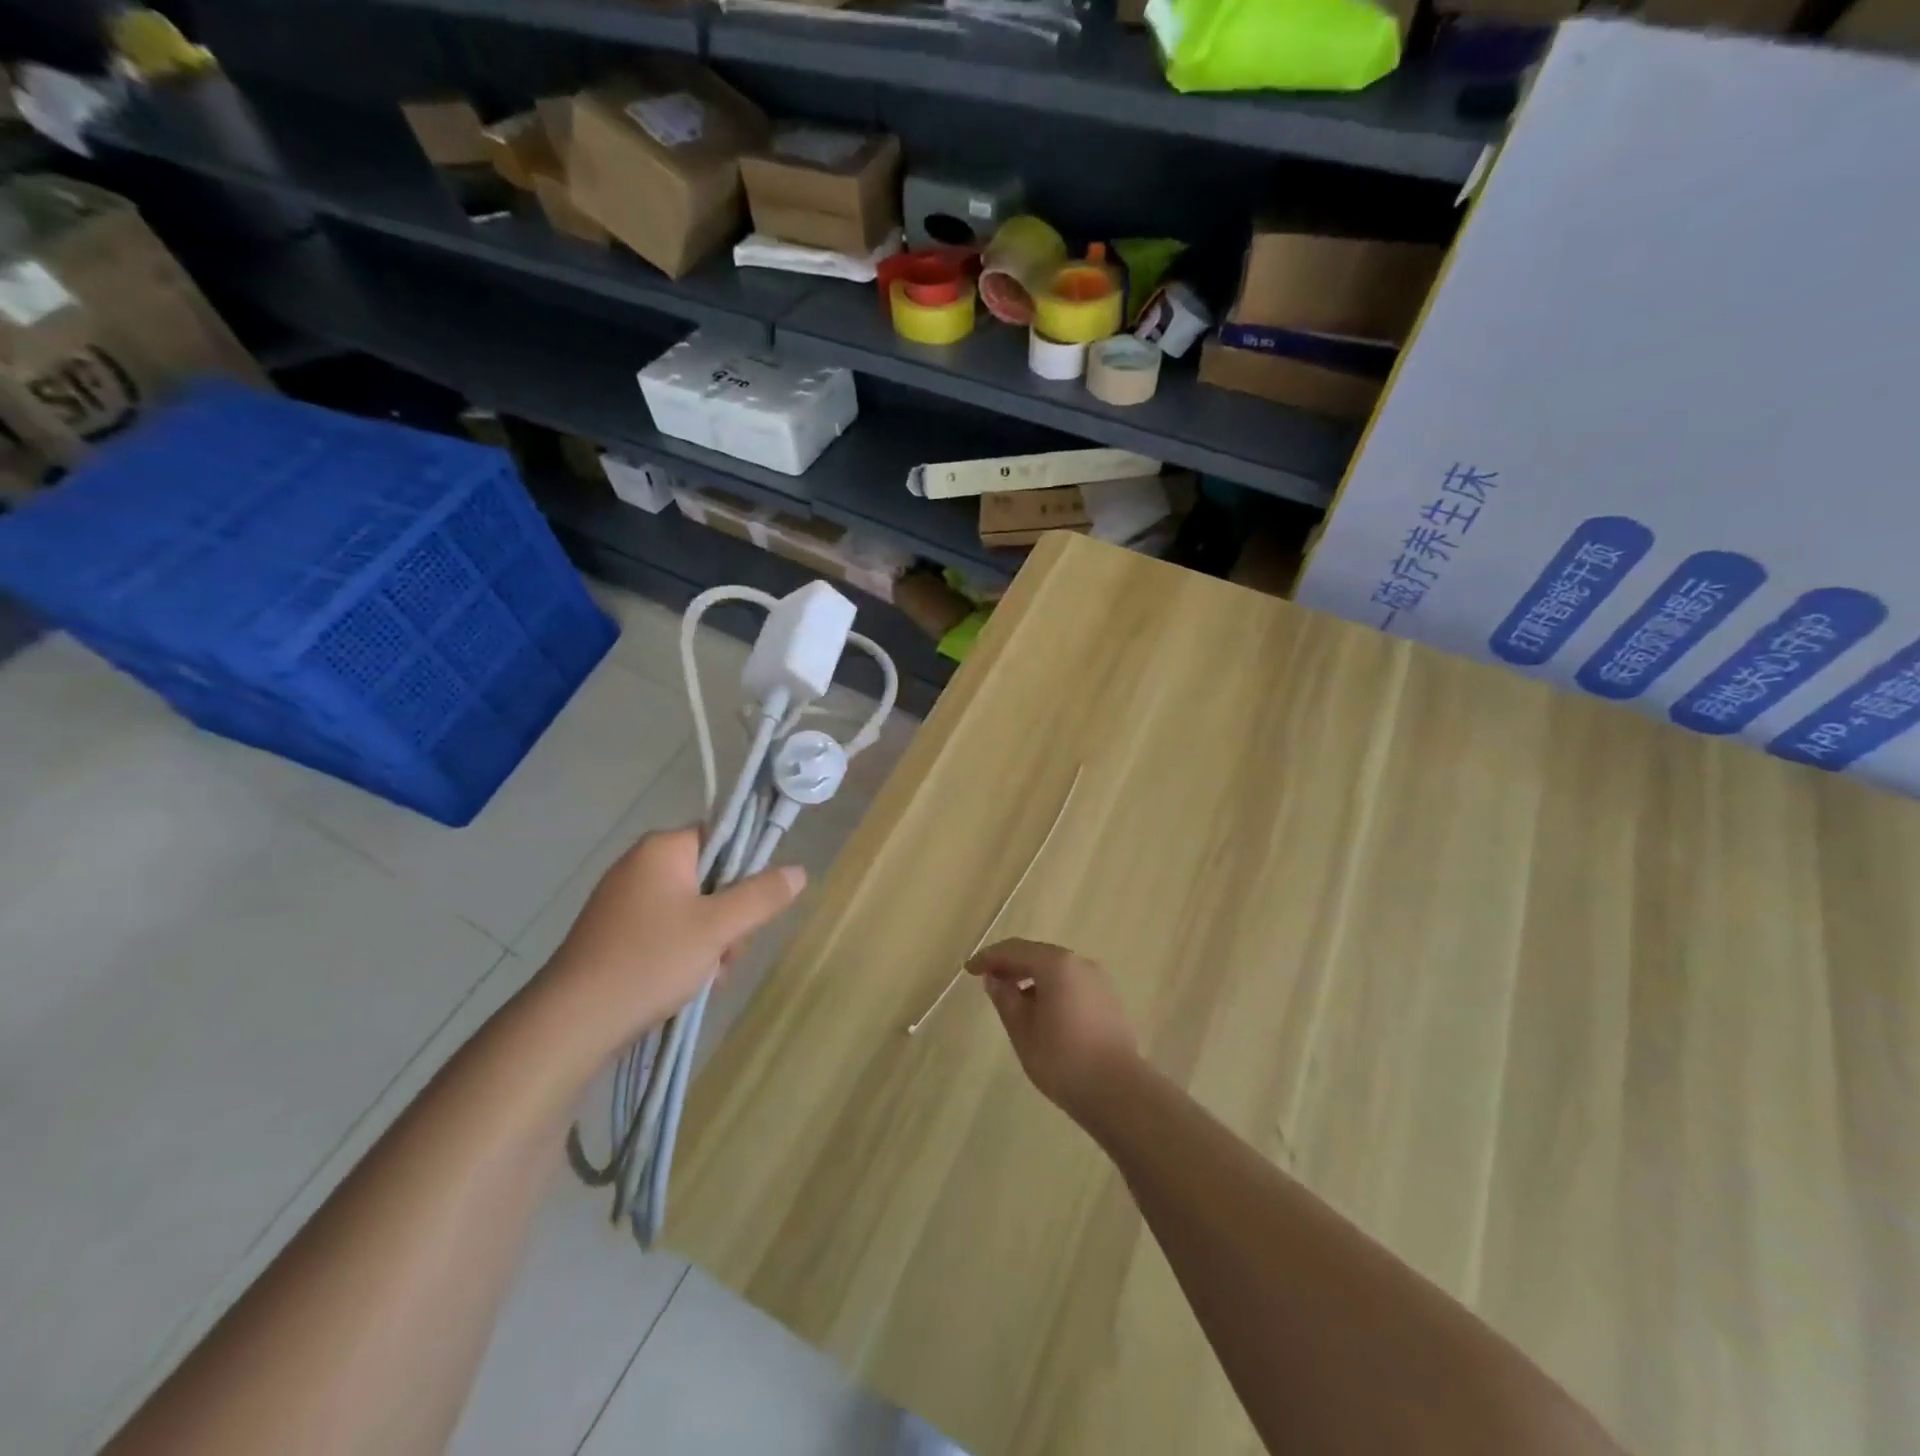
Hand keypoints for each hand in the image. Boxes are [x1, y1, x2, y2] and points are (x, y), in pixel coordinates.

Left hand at [540, 827, 804, 1060]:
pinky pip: (668, 929)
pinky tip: (688, 983)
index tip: (755, 906)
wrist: (572, 1022)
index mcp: (662, 849)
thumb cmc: (650, 961)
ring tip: (707, 976)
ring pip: (693, 908)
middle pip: (712, 877)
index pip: (723, 837)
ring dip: (712, 940)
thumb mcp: (718, 928)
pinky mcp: (616, 933)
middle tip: (729, 952)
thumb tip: (799, 871)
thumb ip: (762, 896)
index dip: (746, 869)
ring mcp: (625, 900)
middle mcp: (641, 865)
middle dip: (730, 917)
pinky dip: (685, 951)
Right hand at [967, 938, 1138, 1118]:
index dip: (988, 958)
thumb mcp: (1022, 1029)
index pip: (1014, 950)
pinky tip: (1039, 1010)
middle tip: (987, 981)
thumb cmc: (1062, 1059)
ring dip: (1030, 976)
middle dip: (1010, 965)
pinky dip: (1049, 987)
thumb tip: (995, 978)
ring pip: (1055, 968)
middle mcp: (1079, 962)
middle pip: (1036, 954)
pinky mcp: (1107, 998)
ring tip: (1010, 998)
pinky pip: (1070, 982)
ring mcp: (1097, 980)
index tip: (969, 970)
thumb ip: (1005, 998)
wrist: (1118, 1091)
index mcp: (1056, 964)